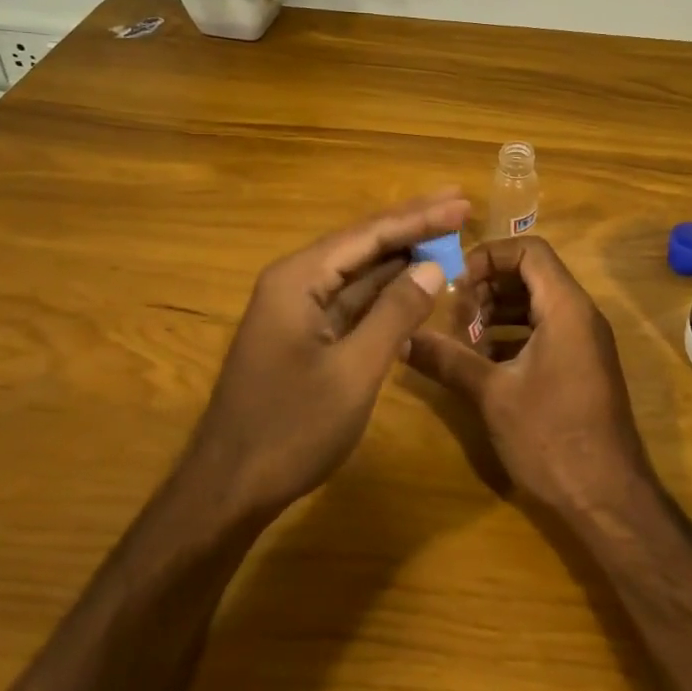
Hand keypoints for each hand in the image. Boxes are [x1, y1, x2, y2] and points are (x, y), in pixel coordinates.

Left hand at [185, 191, 470, 517]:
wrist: (229, 488)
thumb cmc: (291, 428)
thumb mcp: (354, 371)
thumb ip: (395, 314)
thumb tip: (433, 267)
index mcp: (298, 279)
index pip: (368, 235)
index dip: (418, 218)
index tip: (462, 203)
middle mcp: (294, 282)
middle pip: (362, 244)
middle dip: (411, 226)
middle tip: (459, 204)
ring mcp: (297, 309)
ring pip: (357, 272)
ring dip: (400, 257)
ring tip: (446, 237)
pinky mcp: (303, 335)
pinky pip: (350, 301)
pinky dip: (384, 292)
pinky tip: (414, 284)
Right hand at [407, 236, 652, 515]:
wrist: (608, 500)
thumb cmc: (551, 437)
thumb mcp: (492, 395)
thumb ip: (448, 360)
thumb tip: (403, 339)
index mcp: (566, 308)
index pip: (529, 250)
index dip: (489, 256)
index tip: (456, 284)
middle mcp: (580, 315)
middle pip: (531, 274)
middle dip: (488, 286)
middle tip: (455, 316)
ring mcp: (583, 342)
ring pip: (536, 304)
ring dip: (497, 312)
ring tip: (463, 338)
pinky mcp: (580, 366)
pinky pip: (544, 331)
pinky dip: (512, 335)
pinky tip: (483, 362)